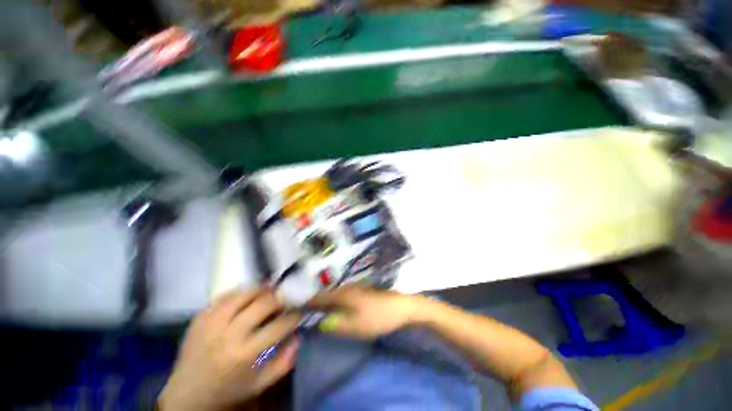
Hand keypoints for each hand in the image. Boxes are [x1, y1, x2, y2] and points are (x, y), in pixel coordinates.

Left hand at [158, 289, 300, 410]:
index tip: (302, 308)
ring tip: (271, 290)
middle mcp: (229, 334)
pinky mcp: (200, 317)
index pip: (280, 324)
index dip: (296, 313)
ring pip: (245, 293)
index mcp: (245, 353)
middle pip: (264, 303)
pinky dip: (241, 291)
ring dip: (262, 289)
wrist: (186, 395)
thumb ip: (284, 361)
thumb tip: (298, 335)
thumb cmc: (228, 391)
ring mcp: (212, 322)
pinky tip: (248, 294)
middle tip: (288, 296)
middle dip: (282, 296)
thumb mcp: (260, 384)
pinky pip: (225, 295)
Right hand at [308, 286, 426, 338]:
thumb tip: (318, 322)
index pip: (318, 296)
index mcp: (342, 293)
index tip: (293, 307)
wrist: (402, 307)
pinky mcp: (361, 290)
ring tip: (313, 308)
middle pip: (325, 292)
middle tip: (300, 309)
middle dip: (313, 300)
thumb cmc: (378, 317)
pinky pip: (342, 294)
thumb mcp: (355, 326)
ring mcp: (355, 287)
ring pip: (334, 292)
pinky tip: (333, 306)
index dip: (305, 301)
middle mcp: (346, 287)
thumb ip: (335, 324)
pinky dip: (334, 299)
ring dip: (324, 299)